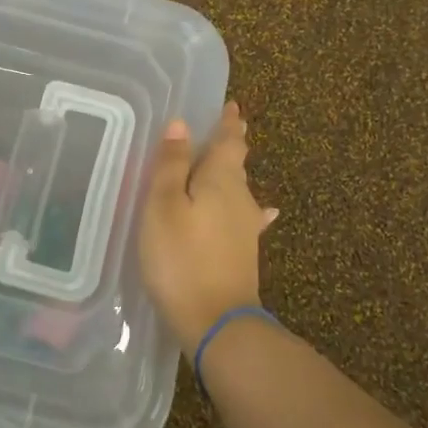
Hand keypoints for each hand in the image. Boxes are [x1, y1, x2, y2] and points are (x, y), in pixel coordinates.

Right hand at [140, 101, 278, 349]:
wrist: (217, 321)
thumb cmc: (182, 258)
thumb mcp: (163, 206)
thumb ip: (171, 165)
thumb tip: (181, 124)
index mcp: (221, 180)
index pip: (229, 141)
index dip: (229, 123)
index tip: (232, 105)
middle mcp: (241, 199)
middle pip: (236, 164)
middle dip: (231, 145)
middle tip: (228, 127)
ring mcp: (246, 229)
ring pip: (239, 191)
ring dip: (232, 174)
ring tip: (228, 163)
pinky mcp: (242, 254)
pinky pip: (244, 219)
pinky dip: (248, 210)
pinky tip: (264, 214)